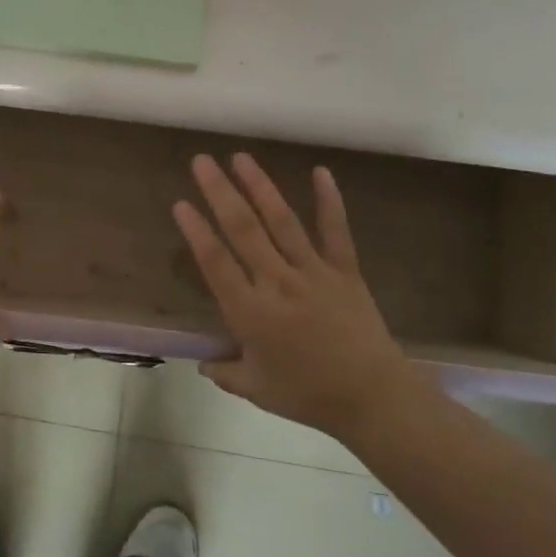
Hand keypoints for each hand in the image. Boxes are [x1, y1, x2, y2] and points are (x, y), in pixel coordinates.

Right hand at [173, 153, 418, 437]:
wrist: (374, 399)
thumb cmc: (309, 395)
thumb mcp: (257, 389)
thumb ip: (225, 371)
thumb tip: (202, 363)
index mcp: (251, 312)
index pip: (216, 262)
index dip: (196, 231)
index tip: (181, 203)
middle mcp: (278, 282)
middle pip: (244, 229)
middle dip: (220, 192)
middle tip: (202, 161)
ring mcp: (313, 272)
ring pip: (282, 221)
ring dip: (260, 186)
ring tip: (241, 157)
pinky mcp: (344, 271)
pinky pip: (336, 231)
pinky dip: (330, 200)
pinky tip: (321, 172)